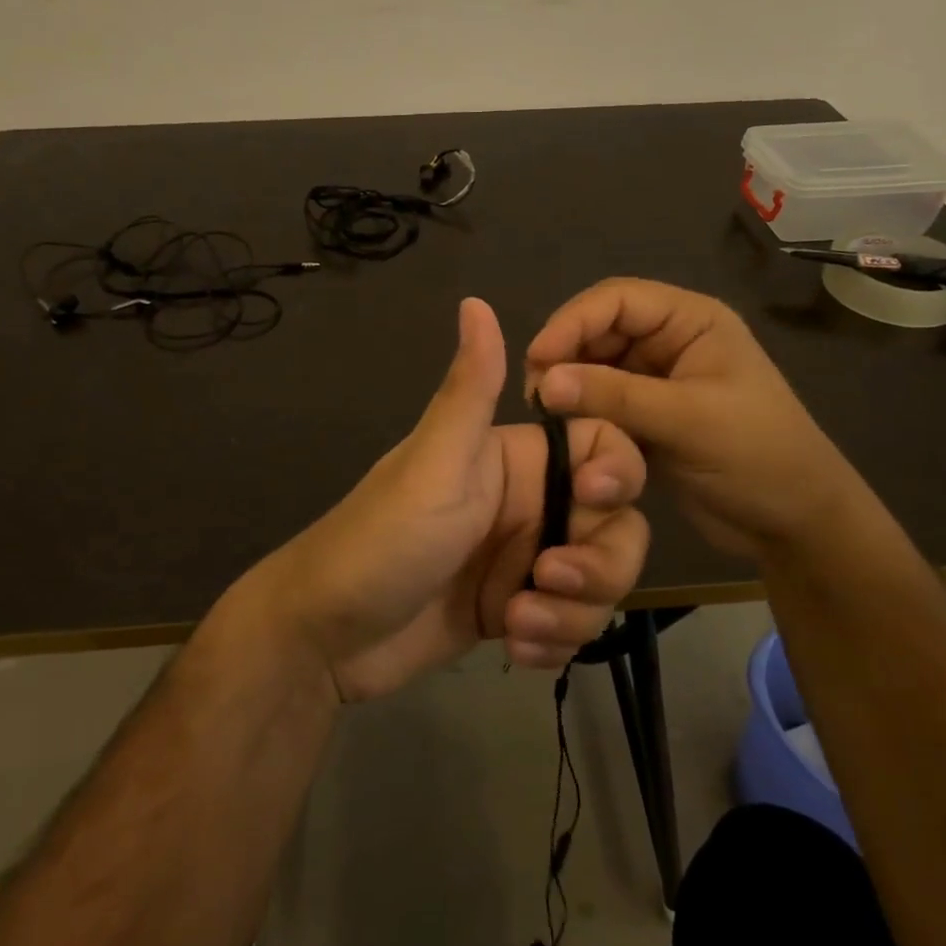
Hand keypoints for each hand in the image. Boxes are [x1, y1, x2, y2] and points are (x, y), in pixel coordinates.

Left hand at [263, 297, 650, 702]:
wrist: (327, 636)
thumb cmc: (383, 540)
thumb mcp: (433, 462)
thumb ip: (468, 389)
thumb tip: (474, 301)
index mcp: (515, 458)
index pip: (602, 446)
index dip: (618, 470)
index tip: (598, 500)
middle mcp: (529, 504)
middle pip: (616, 523)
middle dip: (598, 562)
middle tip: (547, 579)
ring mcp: (524, 560)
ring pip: (599, 579)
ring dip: (573, 610)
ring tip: (518, 623)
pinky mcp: (516, 609)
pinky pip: (571, 622)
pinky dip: (553, 638)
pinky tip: (513, 645)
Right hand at [525, 278, 861, 561]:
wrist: (794, 524)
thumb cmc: (758, 456)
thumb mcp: (689, 420)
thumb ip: (615, 396)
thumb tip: (542, 381)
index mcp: (691, 322)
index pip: (618, 300)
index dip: (572, 321)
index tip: (537, 358)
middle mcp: (669, 342)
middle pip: (599, 330)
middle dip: (565, 355)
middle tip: (534, 394)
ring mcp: (655, 380)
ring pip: (593, 367)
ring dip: (569, 386)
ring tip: (544, 415)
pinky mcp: (644, 417)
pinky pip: (599, 403)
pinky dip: (580, 413)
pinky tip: (562, 432)